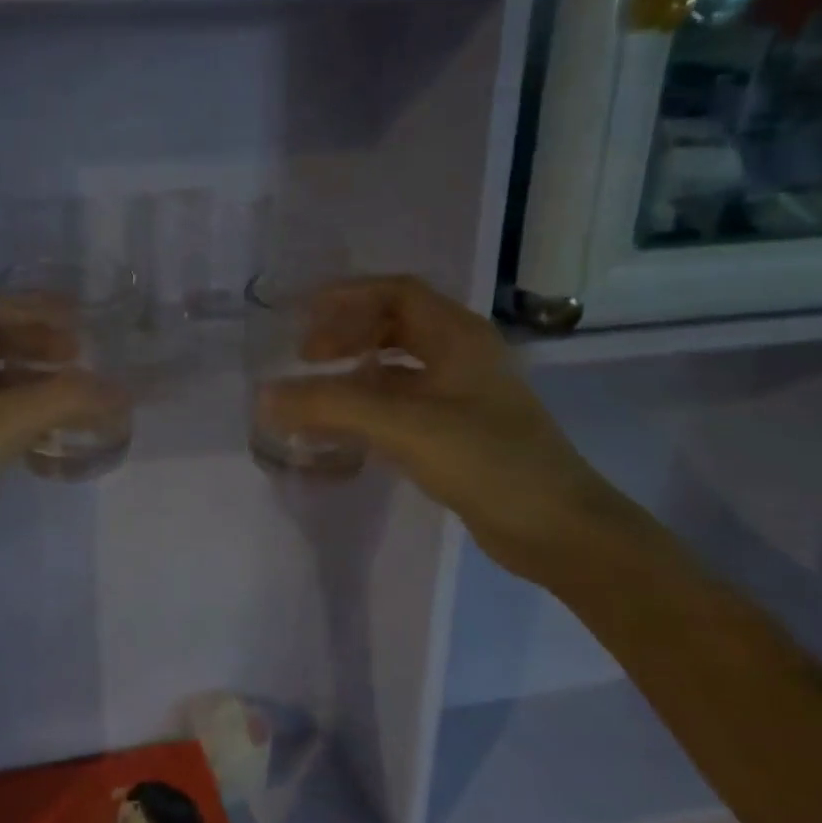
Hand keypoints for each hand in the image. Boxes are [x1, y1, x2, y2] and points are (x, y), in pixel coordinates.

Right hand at [257, 276, 639, 583]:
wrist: (558, 530)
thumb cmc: (486, 460)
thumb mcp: (403, 425)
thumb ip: (331, 406)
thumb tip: (264, 396)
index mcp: (458, 336)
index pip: (397, 292)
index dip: (348, 296)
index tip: (303, 316)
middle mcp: (461, 356)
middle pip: (394, 326)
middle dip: (347, 335)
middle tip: (305, 358)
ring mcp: (462, 397)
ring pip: (397, 369)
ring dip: (355, 374)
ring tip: (315, 394)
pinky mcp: (457, 433)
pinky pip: (402, 406)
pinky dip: (368, 409)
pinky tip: (342, 431)